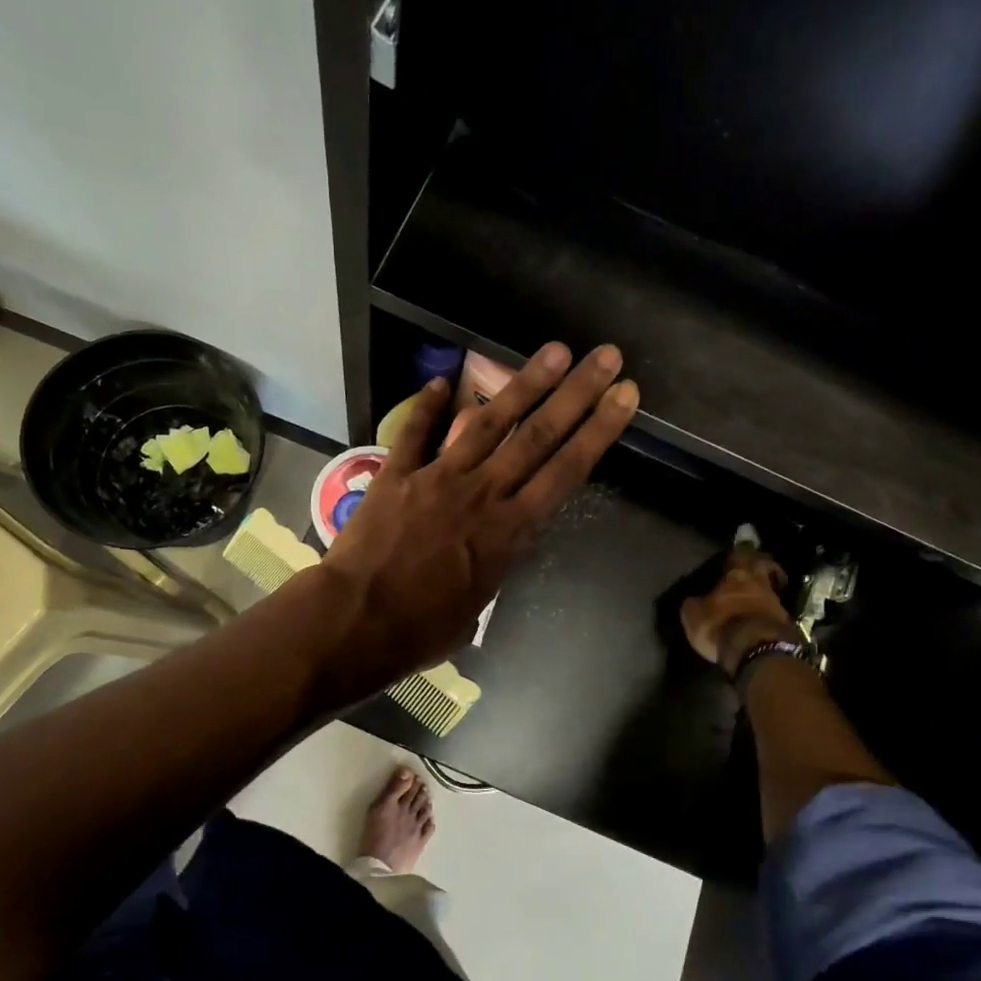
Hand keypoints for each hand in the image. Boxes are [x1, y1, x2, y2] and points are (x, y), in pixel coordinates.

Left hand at [313, 341, 639, 699]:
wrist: (357, 621)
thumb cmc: (421, 630)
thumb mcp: (475, 607)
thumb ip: (489, 569)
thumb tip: (487, 559)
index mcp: (510, 530)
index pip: (566, 471)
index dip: (599, 430)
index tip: (624, 397)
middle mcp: (483, 493)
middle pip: (538, 435)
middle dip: (577, 393)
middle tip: (605, 356)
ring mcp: (439, 477)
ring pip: (488, 423)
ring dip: (523, 384)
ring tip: (553, 350)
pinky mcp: (397, 474)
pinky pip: (415, 432)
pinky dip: (425, 406)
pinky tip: (440, 379)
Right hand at [680, 544, 799, 677]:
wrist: (759, 651)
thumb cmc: (722, 626)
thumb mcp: (694, 616)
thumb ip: (694, 604)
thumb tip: (694, 600)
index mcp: (736, 575)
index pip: (739, 555)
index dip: (737, 554)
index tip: (734, 555)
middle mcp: (759, 583)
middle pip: (762, 566)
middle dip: (758, 565)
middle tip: (752, 568)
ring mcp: (776, 603)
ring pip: (769, 589)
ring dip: (762, 591)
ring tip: (753, 597)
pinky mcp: (785, 623)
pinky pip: (774, 611)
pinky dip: (767, 612)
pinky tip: (759, 618)